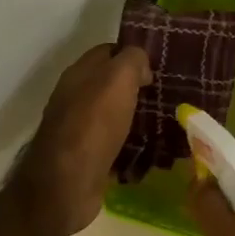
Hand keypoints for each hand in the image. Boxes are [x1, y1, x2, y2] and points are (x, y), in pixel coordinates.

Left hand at [16, 44, 151, 235]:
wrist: (67, 184)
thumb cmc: (93, 124)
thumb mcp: (118, 79)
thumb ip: (132, 60)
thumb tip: (141, 66)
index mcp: (78, 73)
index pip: (109, 51)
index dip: (133, 55)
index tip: (159, 65)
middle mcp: (74, 97)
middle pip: (111, 84)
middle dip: (138, 88)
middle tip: (167, 94)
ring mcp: (78, 128)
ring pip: (114, 114)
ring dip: (136, 117)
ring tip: (165, 121)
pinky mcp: (86, 157)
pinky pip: (114, 143)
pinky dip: (131, 144)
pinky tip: (151, 149)